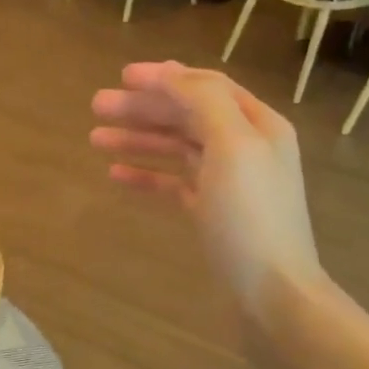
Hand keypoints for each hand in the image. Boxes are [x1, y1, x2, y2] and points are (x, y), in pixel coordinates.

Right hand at [90, 61, 324, 359]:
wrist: (274, 295)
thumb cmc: (251, 217)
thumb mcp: (233, 147)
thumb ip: (204, 102)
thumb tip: (169, 73)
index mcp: (257, 124)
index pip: (206, 86)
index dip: (164, 78)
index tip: (122, 76)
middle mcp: (244, 147)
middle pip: (187, 115)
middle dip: (143, 107)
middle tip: (96, 106)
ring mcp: (227, 182)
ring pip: (176, 148)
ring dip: (138, 138)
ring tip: (95, 138)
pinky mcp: (211, 213)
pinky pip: (173, 183)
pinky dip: (146, 175)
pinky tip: (115, 175)